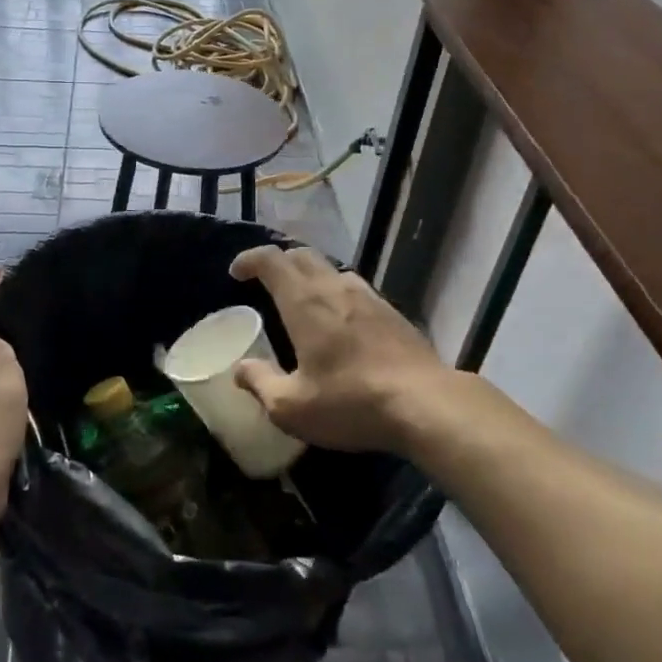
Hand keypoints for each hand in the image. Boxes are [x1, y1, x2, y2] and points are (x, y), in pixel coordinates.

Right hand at [228, 246, 453, 455]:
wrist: (425, 403)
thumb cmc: (350, 402)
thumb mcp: (292, 407)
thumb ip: (260, 383)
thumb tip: (240, 369)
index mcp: (304, 302)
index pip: (271, 260)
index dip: (250, 259)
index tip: (236, 272)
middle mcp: (335, 288)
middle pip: (302, 255)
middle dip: (278, 262)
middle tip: (264, 281)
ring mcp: (368, 296)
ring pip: (331, 268)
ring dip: (309, 274)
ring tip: (301, 298)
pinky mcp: (392, 312)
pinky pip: (355, 288)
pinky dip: (336, 291)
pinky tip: (340, 319)